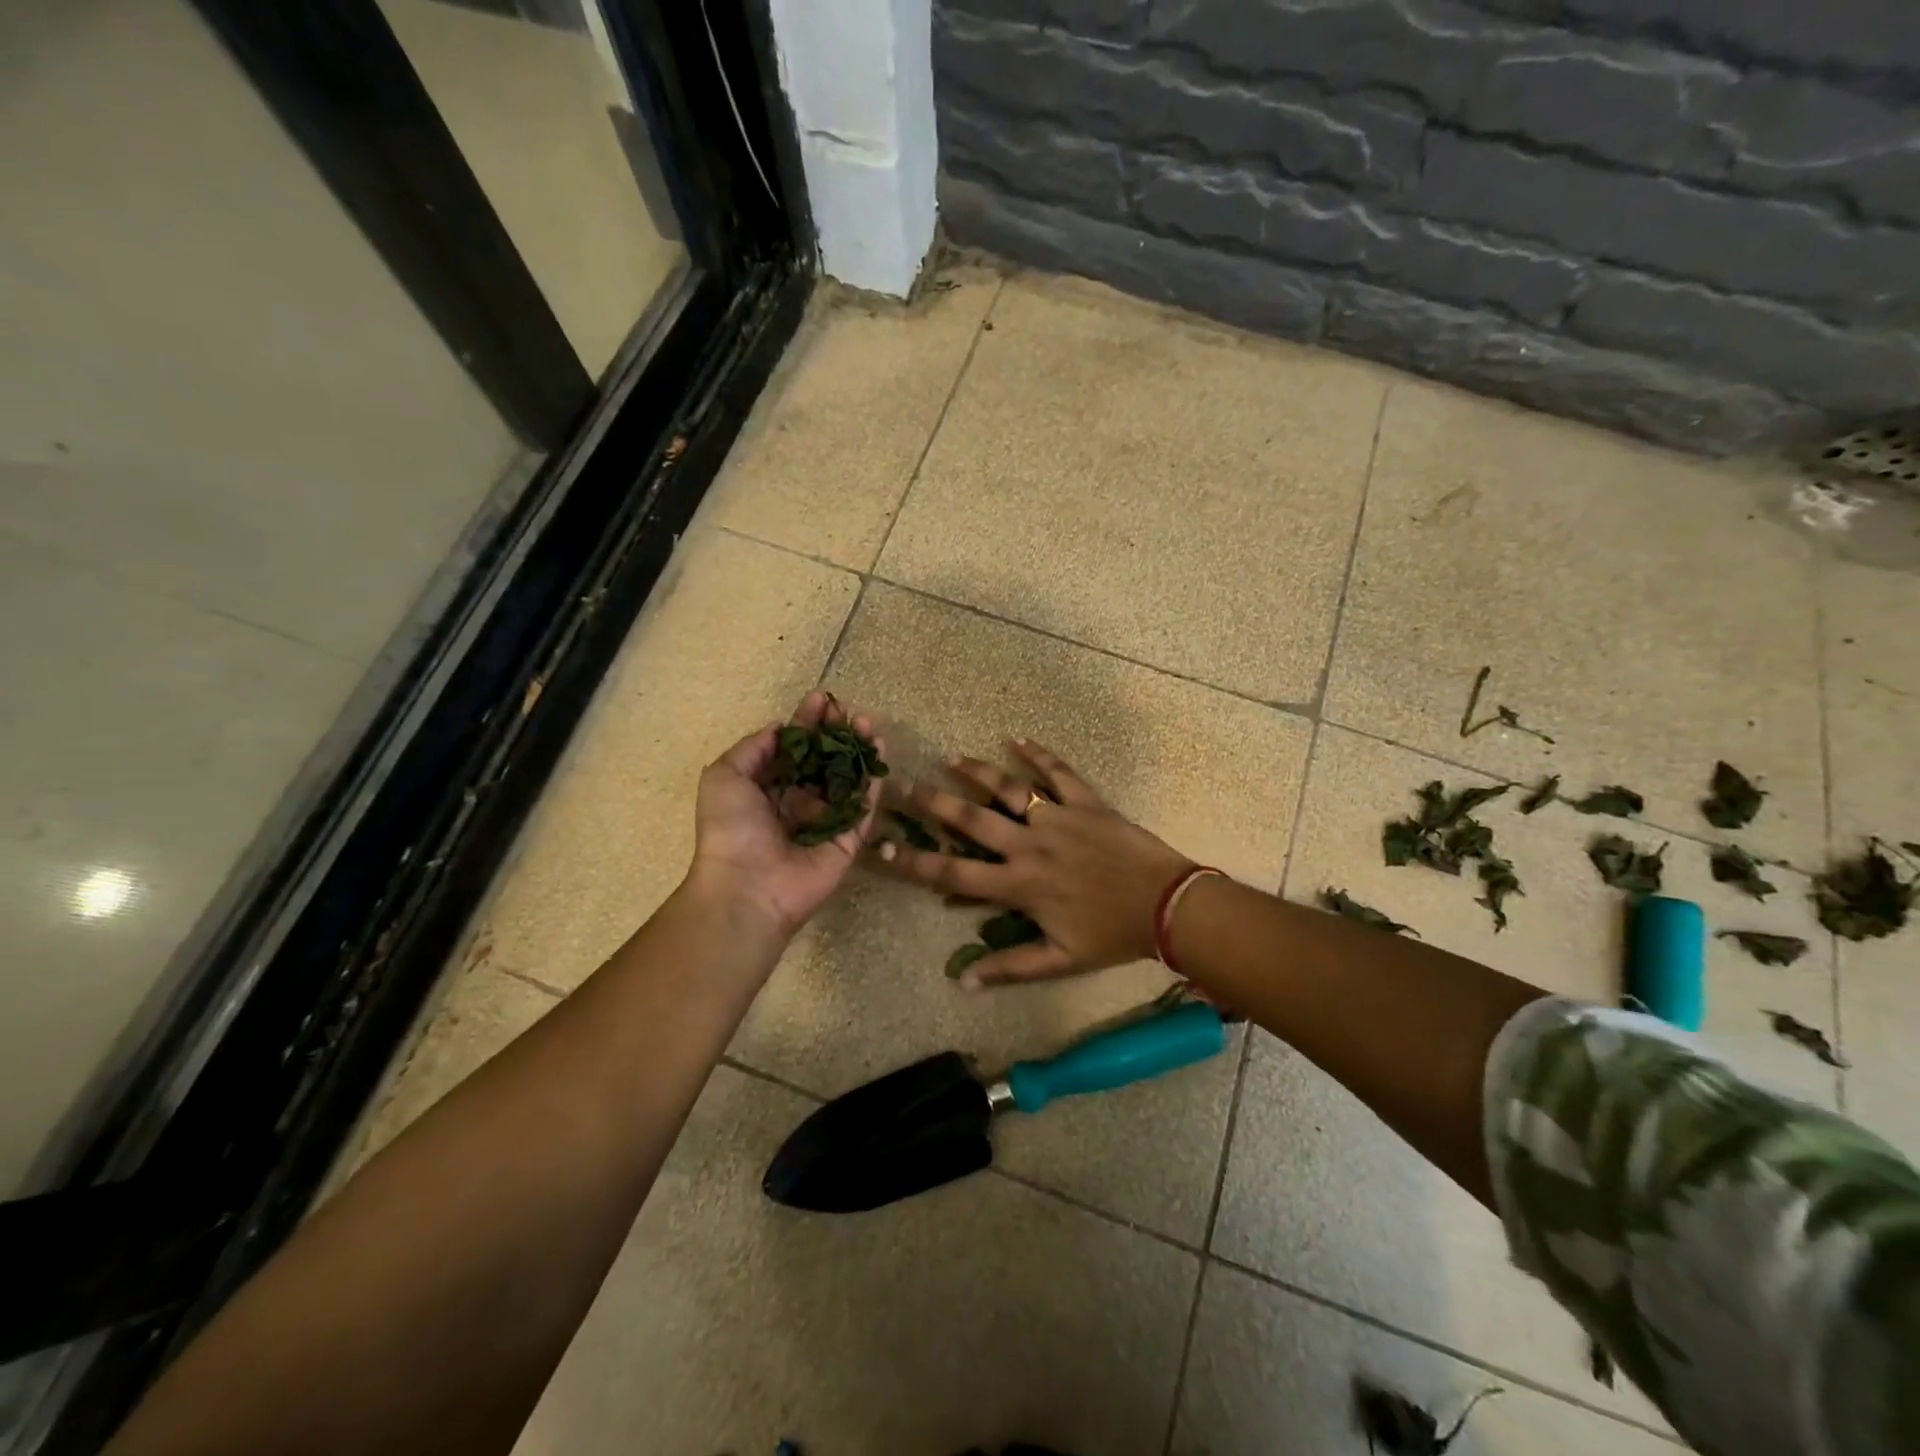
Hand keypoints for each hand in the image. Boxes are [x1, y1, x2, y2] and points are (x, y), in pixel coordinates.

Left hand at [690, 690, 883, 938]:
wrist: (748, 887)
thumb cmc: (730, 829)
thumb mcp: (724, 776)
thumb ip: (752, 748)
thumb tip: (780, 729)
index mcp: (766, 789)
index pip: (792, 749)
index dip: (805, 723)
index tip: (820, 700)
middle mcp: (797, 802)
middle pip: (823, 760)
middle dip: (835, 733)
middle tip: (847, 709)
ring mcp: (826, 821)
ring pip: (848, 778)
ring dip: (859, 749)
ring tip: (867, 723)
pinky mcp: (849, 839)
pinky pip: (865, 804)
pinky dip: (874, 777)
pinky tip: (880, 750)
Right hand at [877, 739, 1192, 986]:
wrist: (1167, 905)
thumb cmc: (1111, 935)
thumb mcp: (1059, 961)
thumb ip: (1010, 966)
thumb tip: (963, 979)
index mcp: (1019, 885)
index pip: (954, 873)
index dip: (913, 863)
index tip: (880, 848)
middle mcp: (1030, 845)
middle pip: (972, 820)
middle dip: (932, 803)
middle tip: (901, 786)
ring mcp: (1058, 818)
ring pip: (1010, 789)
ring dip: (979, 772)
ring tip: (951, 759)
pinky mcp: (1086, 802)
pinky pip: (1059, 773)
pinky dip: (1039, 754)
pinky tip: (1018, 739)